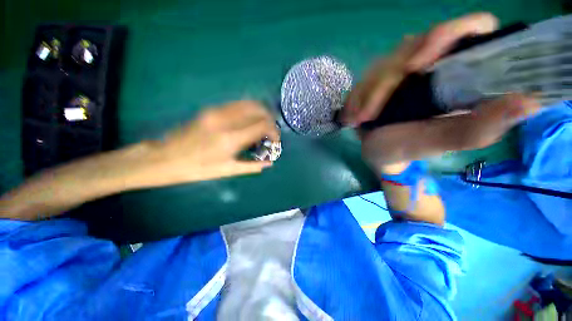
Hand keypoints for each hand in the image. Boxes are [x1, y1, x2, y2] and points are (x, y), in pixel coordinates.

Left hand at [140, 100, 279, 185]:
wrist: (166, 157)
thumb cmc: (198, 168)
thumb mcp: (228, 171)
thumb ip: (252, 166)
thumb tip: (270, 163)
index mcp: (232, 138)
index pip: (263, 125)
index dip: (274, 131)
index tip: (275, 141)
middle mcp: (227, 120)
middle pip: (258, 110)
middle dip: (270, 120)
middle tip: (270, 133)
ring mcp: (218, 111)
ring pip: (248, 103)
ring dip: (260, 113)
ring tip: (261, 126)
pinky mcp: (211, 109)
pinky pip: (237, 105)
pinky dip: (249, 111)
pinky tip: (248, 122)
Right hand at [345, 13, 544, 168]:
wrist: (380, 153)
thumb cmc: (408, 150)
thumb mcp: (440, 142)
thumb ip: (477, 127)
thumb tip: (529, 102)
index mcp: (461, 74)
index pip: (470, 30)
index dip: (446, 35)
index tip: (415, 67)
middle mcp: (436, 64)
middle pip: (412, 47)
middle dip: (384, 83)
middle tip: (368, 114)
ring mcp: (404, 69)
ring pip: (381, 64)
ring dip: (365, 94)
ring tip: (358, 120)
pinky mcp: (381, 78)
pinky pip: (364, 78)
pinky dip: (356, 97)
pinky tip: (352, 115)